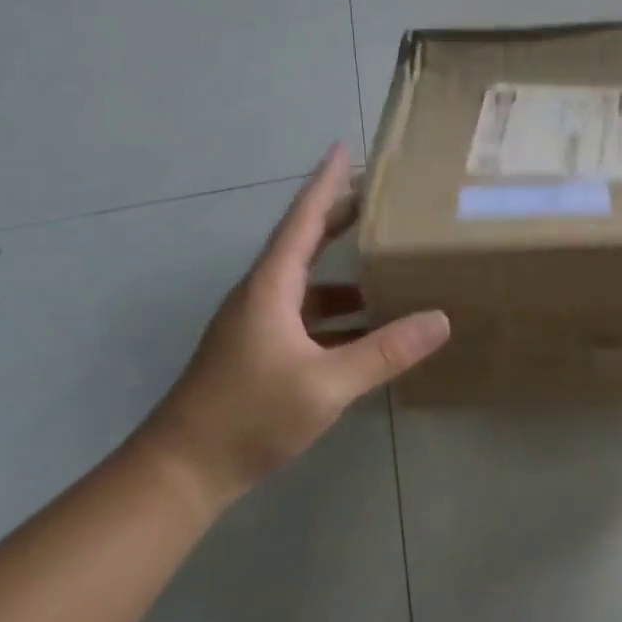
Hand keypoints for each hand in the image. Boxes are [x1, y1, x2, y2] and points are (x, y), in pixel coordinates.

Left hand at [143, 143, 449, 509]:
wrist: (181, 472)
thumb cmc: (249, 416)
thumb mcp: (327, 384)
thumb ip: (385, 352)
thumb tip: (440, 319)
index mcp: (270, 288)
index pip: (302, 220)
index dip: (325, 184)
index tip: (343, 149)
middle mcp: (261, 296)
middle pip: (303, 243)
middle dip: (339, 216)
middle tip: (379, 196)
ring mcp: (256, 325)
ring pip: (306, 283)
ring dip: (343, 271)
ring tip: (386, 264)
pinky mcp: (258, 352)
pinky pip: (305, 316)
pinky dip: (337, 314)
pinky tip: (366, 329)